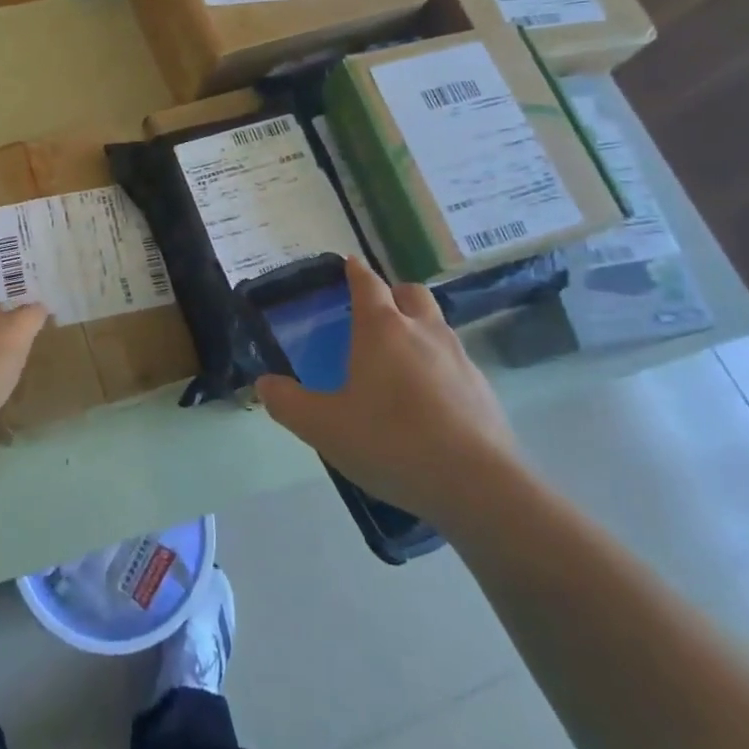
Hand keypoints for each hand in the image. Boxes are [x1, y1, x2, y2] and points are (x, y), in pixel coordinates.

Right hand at [256, 256, 516, 525]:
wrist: (478, 486)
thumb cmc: (391, 442)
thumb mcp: (324, 427)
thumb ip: (288, 403)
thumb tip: (264, 384)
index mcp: (382, 329)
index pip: (367, 283)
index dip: (355, 271)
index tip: (349, 263)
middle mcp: (423, 331)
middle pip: (411, 293)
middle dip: (393, 293)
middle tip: (375, 313)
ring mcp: (459, 359)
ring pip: (437, 325)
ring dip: (418, 328)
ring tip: (400, 359)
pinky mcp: (483, 390)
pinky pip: (456, 362)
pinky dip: (439, 366)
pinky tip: (429, 401)